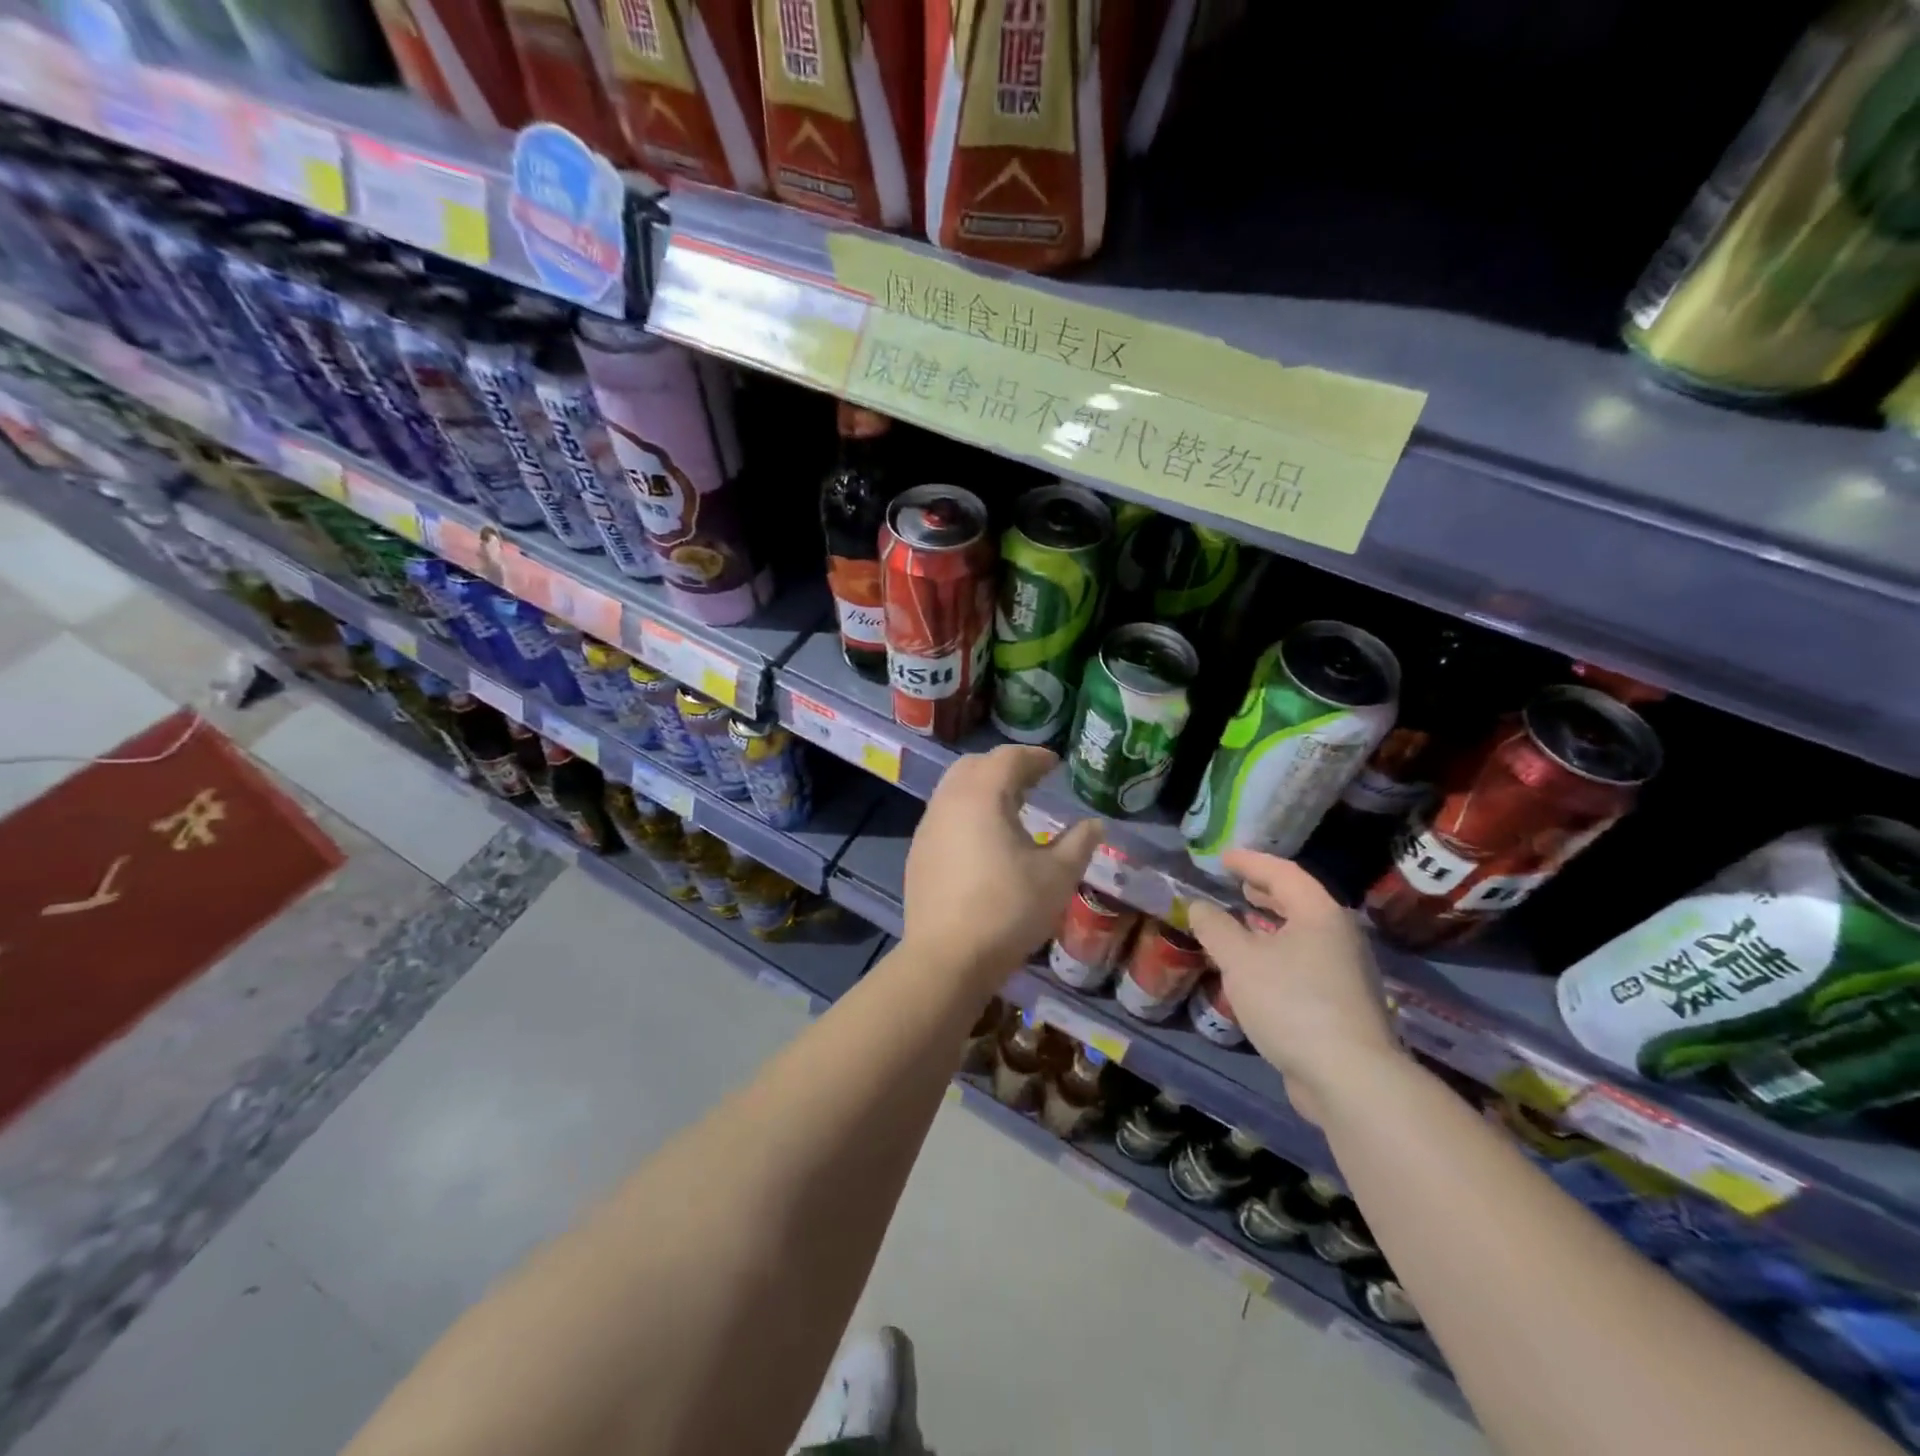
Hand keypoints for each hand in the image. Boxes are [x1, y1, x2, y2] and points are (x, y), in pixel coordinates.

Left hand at [902, 745, 1101, 995]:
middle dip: (1005, 767)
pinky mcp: (918, 853)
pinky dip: (967, 812)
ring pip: (955, 789)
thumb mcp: (1057, 876)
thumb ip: (1079, 844)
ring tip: (1012, 808)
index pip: (1008, 758)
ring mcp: (928, 827)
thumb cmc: (1008, 910)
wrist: (947, 957)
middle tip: (1033, 781)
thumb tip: (1095, 824)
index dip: (1034, 757)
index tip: (1054, 764)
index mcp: (982, 795)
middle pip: (976, 766)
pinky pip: (945, 815)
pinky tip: (984, 840)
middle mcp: (949, 801)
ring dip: (983, 788)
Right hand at [1188, 850, 1402, 1125]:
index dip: (1250, 862)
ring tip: (1243, 922)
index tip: (1223, 857)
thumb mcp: (1239, 960)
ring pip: (1303, 933)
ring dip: (1271, 923)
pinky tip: (1258, 969)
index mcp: (1319, 913)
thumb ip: (1215, 927)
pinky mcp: (1343, 1002)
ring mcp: (1346, 970)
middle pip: (1299, 900)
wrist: (1349, 1076)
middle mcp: (1339, 935)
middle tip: (1236, 884)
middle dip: (1265, 890)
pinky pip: (1305, 960)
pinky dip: (1279, 951)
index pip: (1282, 873)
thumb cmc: (1291, 1002)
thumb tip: (1199, 906)